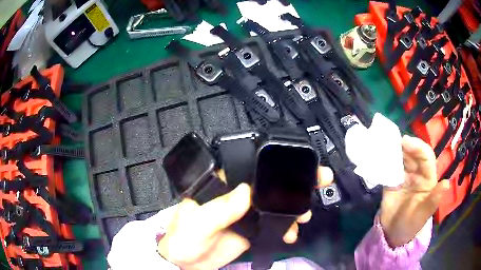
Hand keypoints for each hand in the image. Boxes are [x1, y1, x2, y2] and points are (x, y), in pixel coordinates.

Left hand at [157, 167, 333, 269]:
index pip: (249, 168)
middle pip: (269, 184)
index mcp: (221, 185)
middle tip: (318, 180)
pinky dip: (286, 225)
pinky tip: (292, 231)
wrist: (186, 263)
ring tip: (305, 213)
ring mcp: (246, 213)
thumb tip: (244, 191)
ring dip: (294, 206)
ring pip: (275, 203)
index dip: (274, 164)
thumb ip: (218, 210)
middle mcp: (236, 196)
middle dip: (294, 182)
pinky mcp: (252, 228)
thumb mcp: (197, 224)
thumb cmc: (183, 240)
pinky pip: (274, 223)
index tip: (298, 165)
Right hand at [380, 135, 449, 247]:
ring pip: (401, 157)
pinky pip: (389, 167)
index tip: (405, 142)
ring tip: (385, 145)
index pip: (426, 157)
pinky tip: (379, 156)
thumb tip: (446, 183)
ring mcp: (404, 176)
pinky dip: (385, 160)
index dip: (418, 147)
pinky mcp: (391, 181)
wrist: (392, 234)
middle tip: (392, 140)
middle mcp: (417, 173)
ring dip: (394, 149)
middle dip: (405, 145)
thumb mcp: (423, 215)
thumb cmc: (412, 225)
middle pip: (413, 153)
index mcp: (428, 178)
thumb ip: (433, 199)